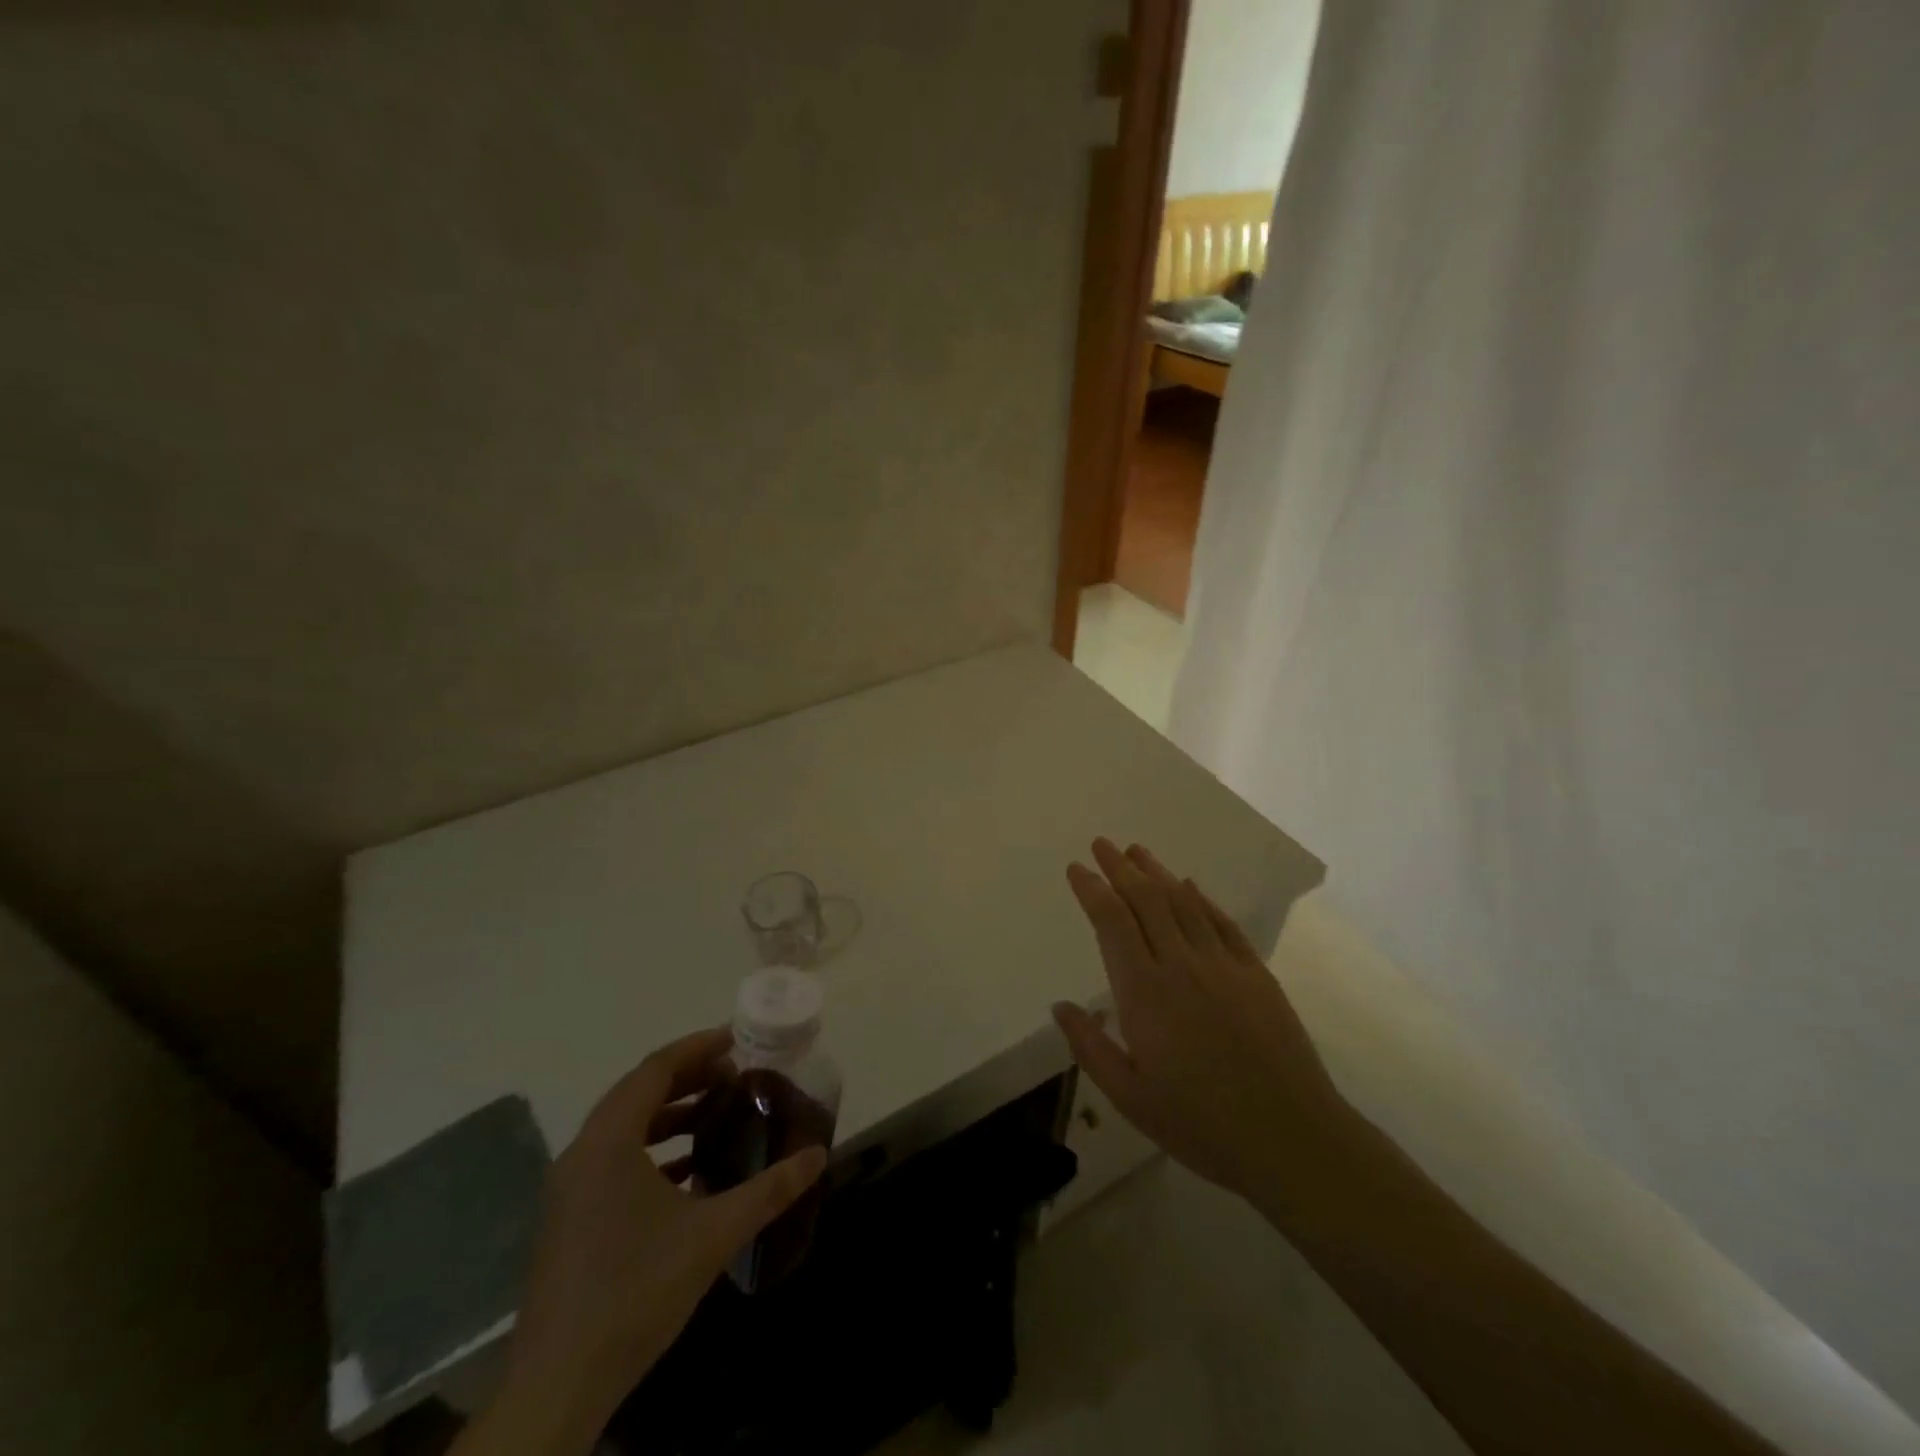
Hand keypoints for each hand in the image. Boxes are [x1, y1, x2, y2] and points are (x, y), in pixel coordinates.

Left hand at [471, 1029, 826, 1454]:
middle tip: (735, 1073)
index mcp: (609, 1140)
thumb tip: (817, 1155)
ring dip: (671, 1112)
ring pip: (625, 1126)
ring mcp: (570, 1187)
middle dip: (688, 1076)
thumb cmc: (637, 1289)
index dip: (698, 1047)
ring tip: (717, 1112)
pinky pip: (615, 1158)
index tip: (737, 1040)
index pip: (655, 1069)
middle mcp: (583, 1152)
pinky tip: (690, 1170)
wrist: (559, 1383)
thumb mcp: (714, 1233)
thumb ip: (769, 1189)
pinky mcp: (570, 1217)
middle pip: (639, 1091)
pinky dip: (654, 1148)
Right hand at [1053, 839, 1353, 1212]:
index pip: (1112, 922)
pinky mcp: (1257, 975)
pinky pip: (1223, 924)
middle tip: (1101, 844)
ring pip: (1183, 904)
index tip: (1076, 869)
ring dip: (1157, 873)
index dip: (1092, 890)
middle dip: (1120, 868)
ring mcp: (1224, 966)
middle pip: (1146, 900)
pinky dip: (1202, 899)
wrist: (1290, 1137)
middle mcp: (1181, 965)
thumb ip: (1091, 1047)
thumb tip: (1061, 1006)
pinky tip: (1190, 886)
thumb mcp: (1130, 1097)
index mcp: (1144, 993)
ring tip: (1138, 851)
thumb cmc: (1200, 1124)